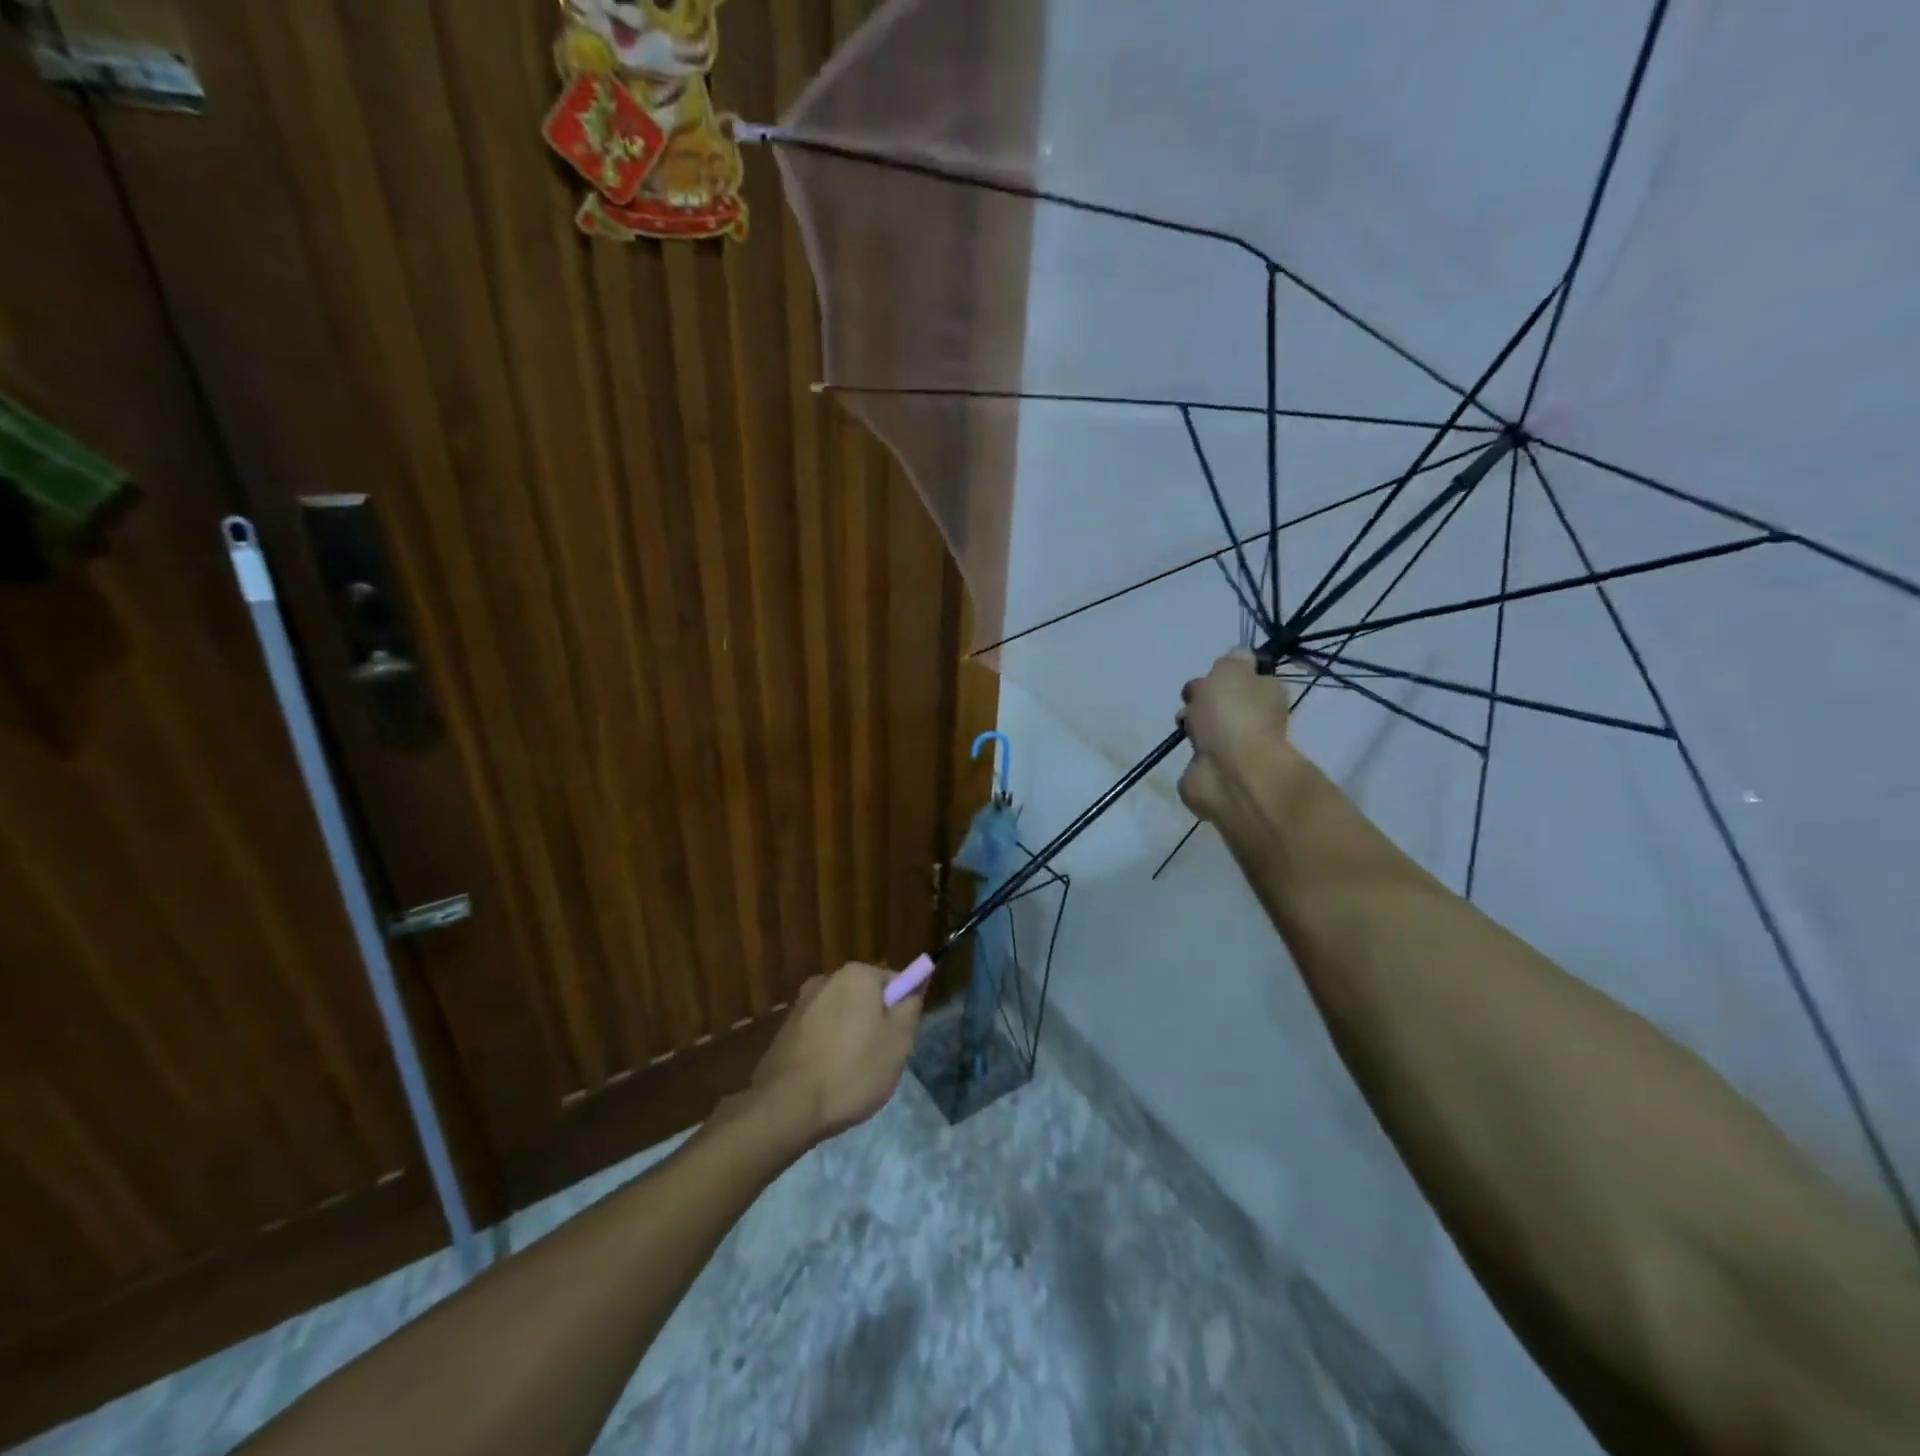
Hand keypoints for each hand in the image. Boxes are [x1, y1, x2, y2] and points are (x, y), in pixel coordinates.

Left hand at [748, 962, 922, 1144]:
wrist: (786, 1107)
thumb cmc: (852, 1071)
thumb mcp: (899, 1042)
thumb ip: (911, 1006)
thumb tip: (915, 984)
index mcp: (857, 975)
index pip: (895, 983)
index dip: (901, 1013)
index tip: (899, 1042)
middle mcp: (827, 979)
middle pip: (866, 998)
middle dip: (875, 1024)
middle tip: (880, 1060)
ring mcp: (801, 1004)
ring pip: (841, 1017)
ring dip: (850, 1038)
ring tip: (851, 1075)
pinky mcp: (784, 1030)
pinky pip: (819, 1034)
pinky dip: (827, 1049)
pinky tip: (827, 1078)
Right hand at [1178, 650, 1292, 822]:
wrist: (1228, 771)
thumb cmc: (1232, 714)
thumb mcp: (1231, 670)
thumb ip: (1232, 660)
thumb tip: (1240, 656)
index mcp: (1266, 692)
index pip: (1244, 677)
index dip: (1223, 674)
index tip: (1211, 677)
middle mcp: (1254, 719)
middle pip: (1220, 702)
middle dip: (1201, 699)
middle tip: (1193, 702)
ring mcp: (1234, 747)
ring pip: (1207, 727)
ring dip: (1193, 724)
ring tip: (1186, 726)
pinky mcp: (1214, 770)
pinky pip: (1198, 755)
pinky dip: (1192, 752)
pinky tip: (1188, 749)